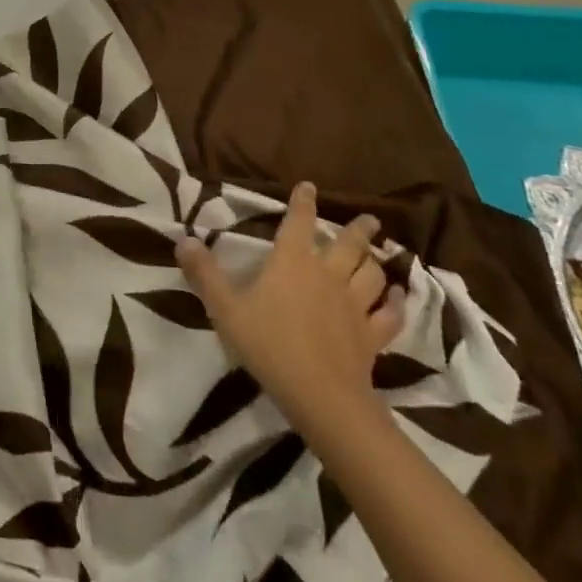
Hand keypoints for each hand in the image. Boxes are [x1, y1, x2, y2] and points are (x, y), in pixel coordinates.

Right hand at [176, 182, 404, 434]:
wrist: (320, 395)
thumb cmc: (268, 344)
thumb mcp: (224, 308)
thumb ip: (204, 273)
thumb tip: (183, 239)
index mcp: (292, 262)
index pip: (298, 222)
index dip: (302, 202)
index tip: (309, 186)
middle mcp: (327, 274)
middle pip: (349, 244)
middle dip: (359, 228)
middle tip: (370, 218)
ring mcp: (354, 305)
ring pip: (372, 274)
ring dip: (376, 261)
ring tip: (379, 254)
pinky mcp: (372, 335)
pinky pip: (389, 314)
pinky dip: (396, 302)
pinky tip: (398, 296)